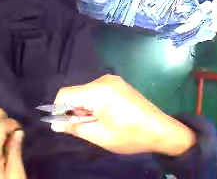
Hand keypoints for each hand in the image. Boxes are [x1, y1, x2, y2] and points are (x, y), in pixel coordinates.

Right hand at [52, 75, 195, 155]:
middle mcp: (104, 80)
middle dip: (74, 110)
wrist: (162, 131)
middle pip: (76, 93)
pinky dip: (94, 105)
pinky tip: (105, 117)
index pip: (65, 94)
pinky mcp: (120, 85)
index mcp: (98, 91)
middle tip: (85, 128)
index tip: (63, 124)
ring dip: (85, 109)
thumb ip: (74, 127)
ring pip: (86, 93)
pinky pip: (97, 93)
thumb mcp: (99, 136)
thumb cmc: (131, 136)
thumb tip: (54, 124)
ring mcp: (114, 81)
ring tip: (98, 124)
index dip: (58, 109)